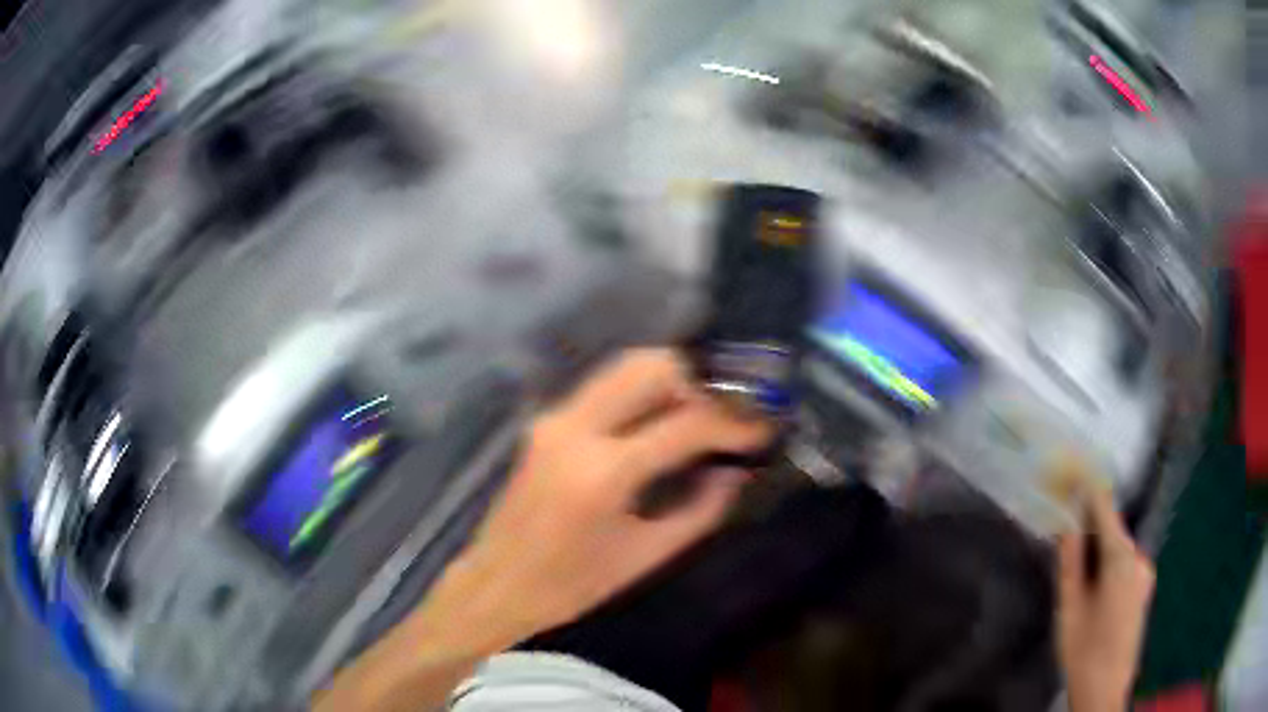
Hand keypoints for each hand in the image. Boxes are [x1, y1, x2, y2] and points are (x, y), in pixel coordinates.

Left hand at [314, 349, 772, 711]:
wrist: (497, 584)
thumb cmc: (571, 585)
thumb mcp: (645, 555)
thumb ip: (699, 510)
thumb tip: (735, 472)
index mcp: (603, 472)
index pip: (684, 424)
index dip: (733, 424)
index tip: (762, 429)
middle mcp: (574, 428)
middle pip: (649, 368)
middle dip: (700, 381)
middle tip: (730, 410)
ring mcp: (554, 418)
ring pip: (623, 368)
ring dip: (671, 379)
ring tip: (703, 411)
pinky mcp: (545, 421)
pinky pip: (604, 388)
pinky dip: (642, 392)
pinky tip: (663, 419)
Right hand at [1056, 484, 1155, 711]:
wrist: (1105, 690)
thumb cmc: (1084, 651)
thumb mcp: (1069, 608)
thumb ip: (1070, 562)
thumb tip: (1065, 524)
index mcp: (1122, 558)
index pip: (1105, 509)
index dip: (1087, 489)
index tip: (1070, 470)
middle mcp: (1140, 557)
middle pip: (1112, 530)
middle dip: (1089, 525)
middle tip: (1065, 524)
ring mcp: (1145, 573)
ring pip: (1118, 548)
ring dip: (1098, 547)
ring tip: (1076, 559)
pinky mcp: (1143, 587)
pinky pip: (1124, 563)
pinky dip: (1108, 562)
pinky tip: (1093, 583)